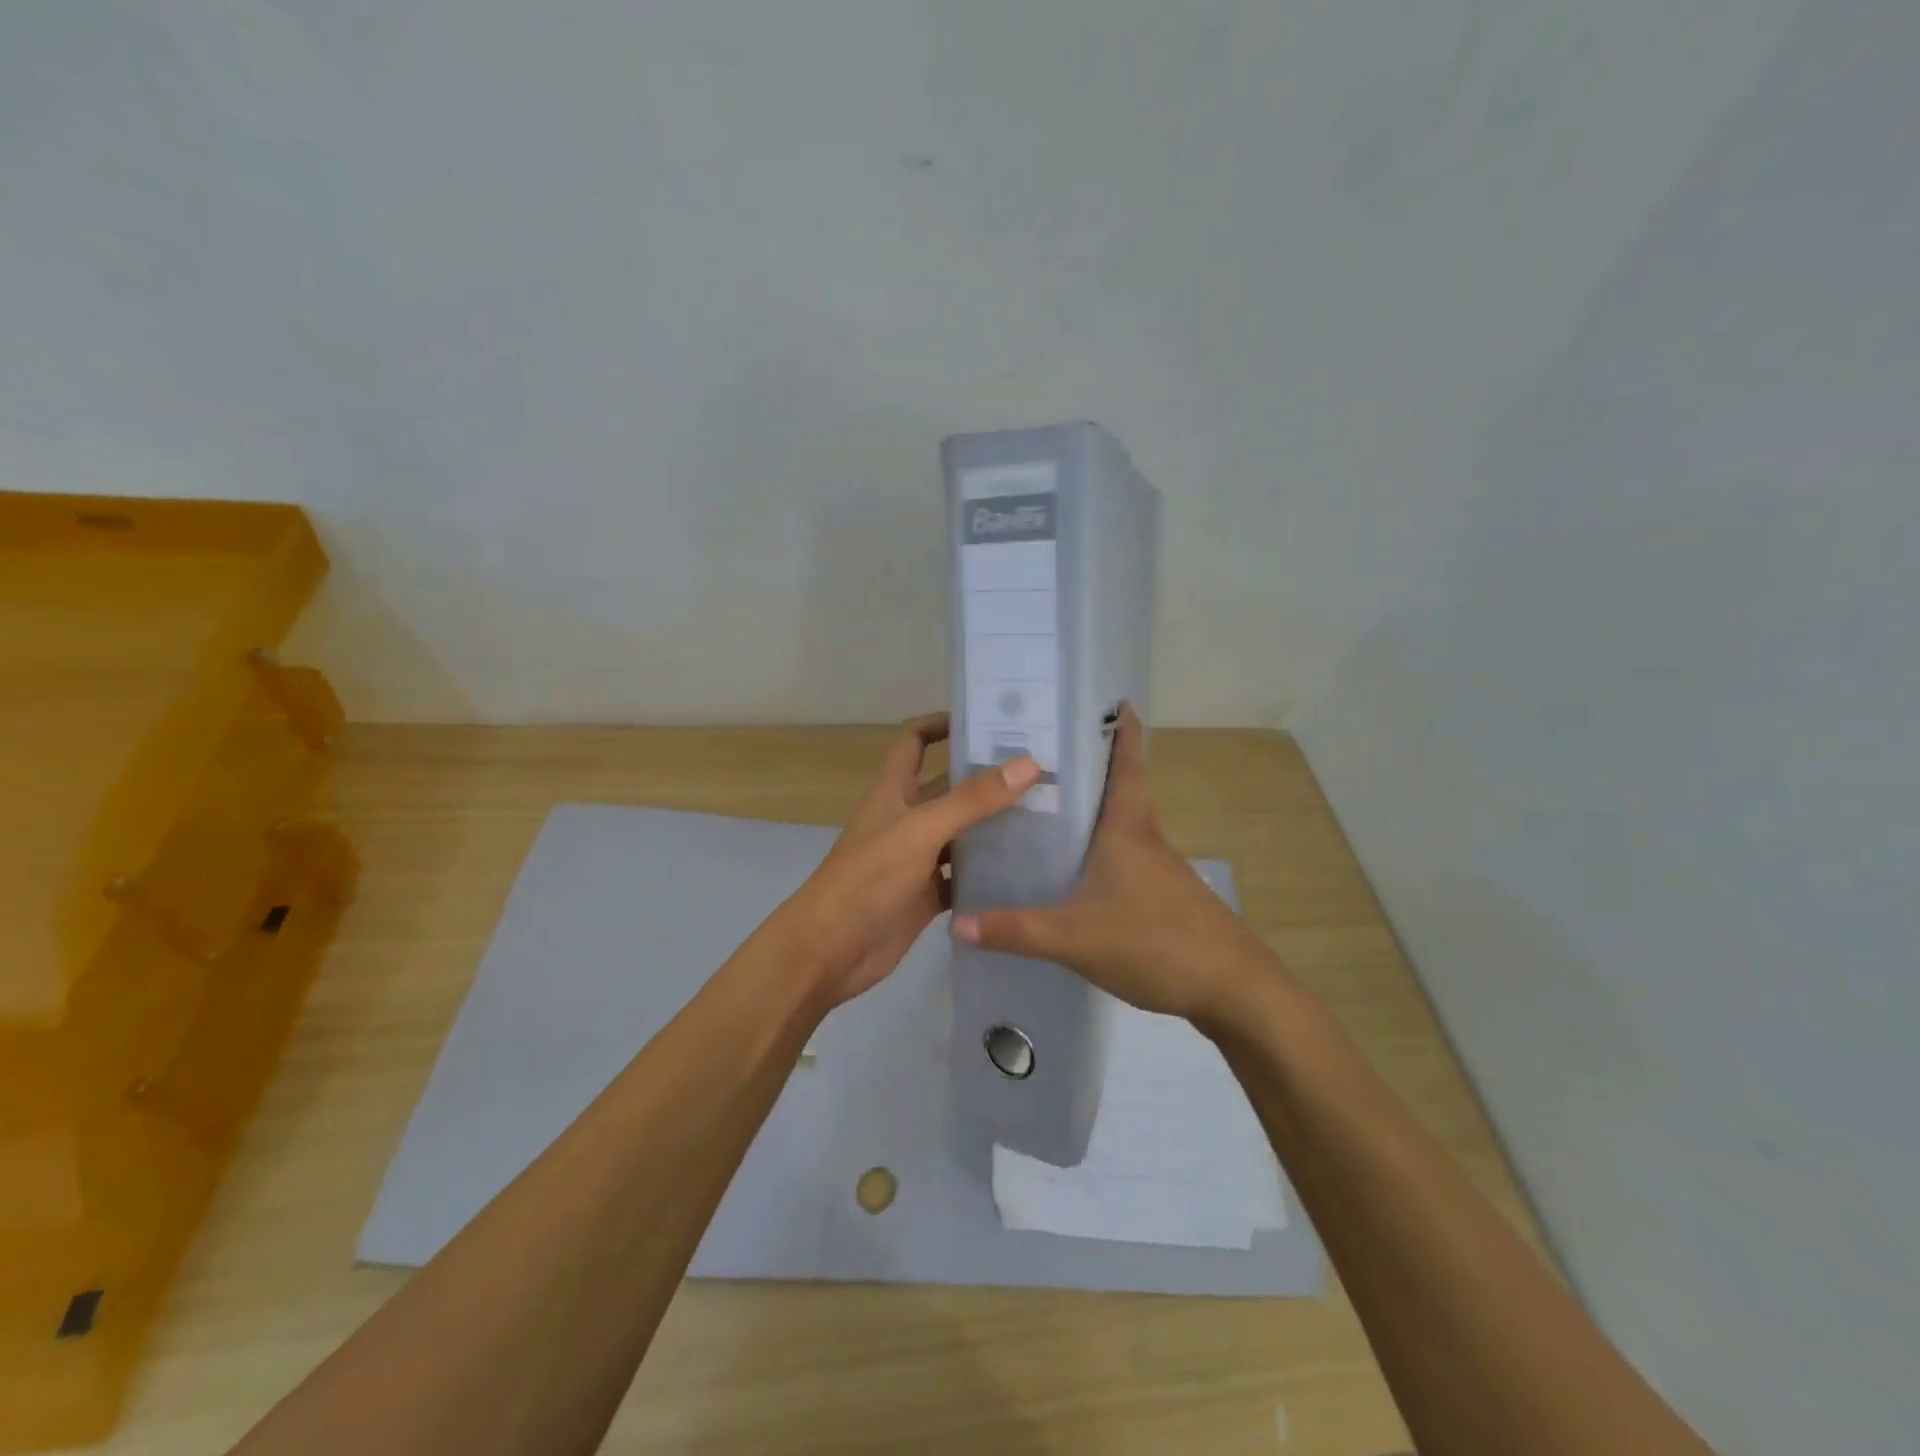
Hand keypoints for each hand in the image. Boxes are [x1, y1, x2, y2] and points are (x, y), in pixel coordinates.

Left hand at [777, 712, 1039, 1007]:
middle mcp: (906, 818)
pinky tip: (1024, 869)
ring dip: (993, 826)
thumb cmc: (868, 878)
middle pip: (949, 788)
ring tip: (1046, 816)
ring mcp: (917, 858)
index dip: (942, 725)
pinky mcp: (927, 894)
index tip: (987, 721)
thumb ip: (973, 800)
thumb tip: (1028, 764)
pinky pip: (962, 876)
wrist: (830, 950)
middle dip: (986, 778)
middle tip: (1041, 772)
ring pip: (961, 833)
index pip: (915, 741)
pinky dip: (987, 872)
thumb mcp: (921, 830)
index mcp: (894, 791)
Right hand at [950, 705, 1276, 1022]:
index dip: (1121, 729)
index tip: (1112, 699)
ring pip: (1123, 825)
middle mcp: (1147, 838)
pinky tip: (1077, 870)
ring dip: (1096, 809)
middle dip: (1092, 766)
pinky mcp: (1167, 897)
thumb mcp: (1073, 937)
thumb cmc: (1154, 942)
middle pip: (1121, 788)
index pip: (1126, 763)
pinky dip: (1103, 848)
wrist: (1233, 989)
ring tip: (1049, 806)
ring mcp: (1162, 868)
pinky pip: (1127, 857)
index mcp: (1128, 828)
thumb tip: (956, 922)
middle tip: (1047, 754)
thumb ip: (1015, 930)